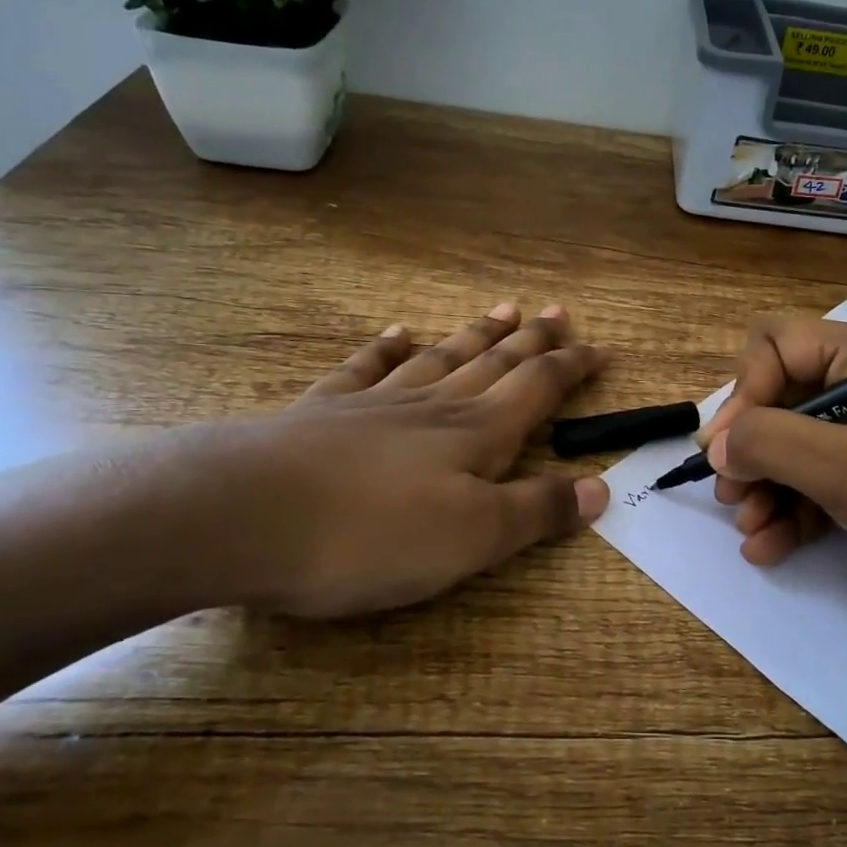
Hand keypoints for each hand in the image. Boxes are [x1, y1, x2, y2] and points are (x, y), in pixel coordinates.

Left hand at [183, 302, 609, 618]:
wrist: (244, 515)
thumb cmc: (372, 535)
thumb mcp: (472, 538)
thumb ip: (537, 511)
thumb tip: (601, 487)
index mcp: (475, 434)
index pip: (538, 388)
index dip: (573, 368)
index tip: (602, 349)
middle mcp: (433, 407)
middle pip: (494, 363)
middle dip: (532, 339)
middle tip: (558, 311)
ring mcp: (376, 403)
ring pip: (440, 358)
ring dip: (475, 334)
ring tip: (502, 308)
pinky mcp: (322, 413)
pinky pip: (364, 369)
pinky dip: (385, 349)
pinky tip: (397, 332)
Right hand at [700, 318, 846, 651]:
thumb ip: (772, 443)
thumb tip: (716, 444)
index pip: (781, 344)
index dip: (747, 390)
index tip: (728, 448)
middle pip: (780, 399)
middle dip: (750, 448)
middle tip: (730, 493)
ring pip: (790, 449)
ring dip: (762, 488)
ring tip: (750, 530)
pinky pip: (812, 489)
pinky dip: (786, 515)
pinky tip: (766, 549)